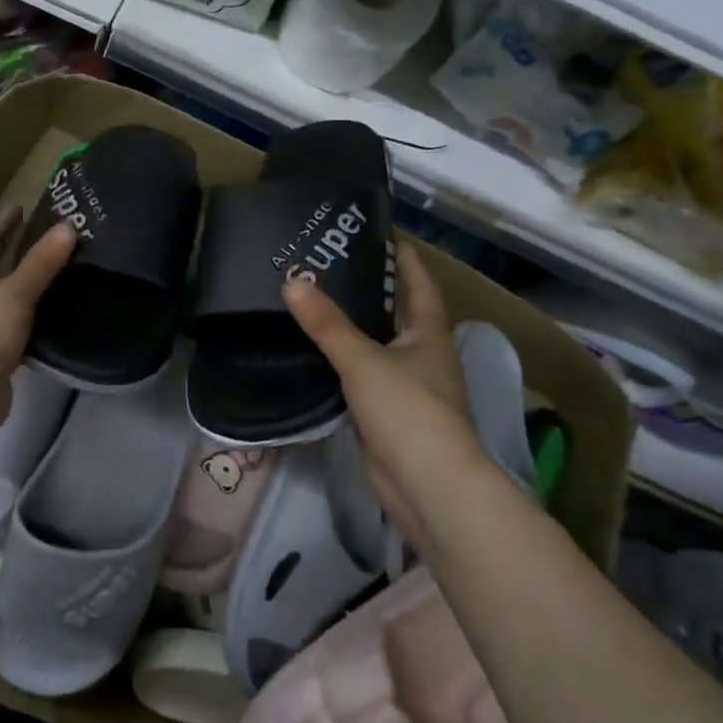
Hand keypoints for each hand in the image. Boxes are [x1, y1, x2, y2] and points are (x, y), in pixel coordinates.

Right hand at [284, 244, 476, 535]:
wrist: (428, 486)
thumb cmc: (408, 411)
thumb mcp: (364, 360)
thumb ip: (327, 323)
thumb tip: (292, 281)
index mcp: (429, 335)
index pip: (421, 286)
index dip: (407, 261)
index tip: (386, 236)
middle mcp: (424, 357)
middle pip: (399, 315)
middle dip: (374, 293)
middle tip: (334, 267)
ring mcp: (409, 389)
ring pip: (380, 348)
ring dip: (357, 330)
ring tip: (319, 304)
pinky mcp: (389, 417)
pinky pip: (364, 379)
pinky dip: (345, 365)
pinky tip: (318, 355)